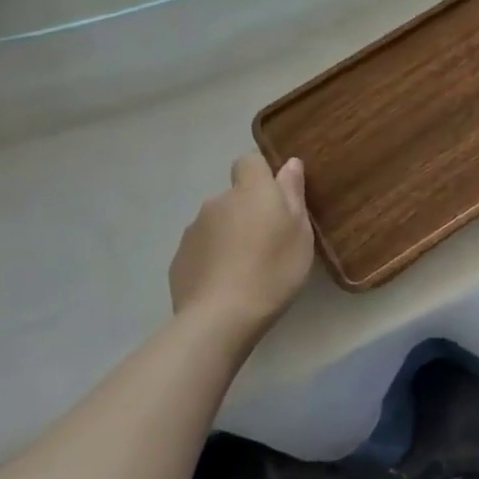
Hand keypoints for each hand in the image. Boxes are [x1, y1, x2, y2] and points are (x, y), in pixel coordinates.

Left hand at [169, 154, 314, 337]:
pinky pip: (202, 248)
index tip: (276, 195)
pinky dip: (213, 257)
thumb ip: (292, 194)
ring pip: (217, 222)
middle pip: (234, 195)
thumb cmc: (273, 270)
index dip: (262, 173)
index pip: (250, 160)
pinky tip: (225, 283)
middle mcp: (217, 202)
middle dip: (248, 210)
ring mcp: (193, 230)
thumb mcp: (299, 232)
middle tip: (268, 240)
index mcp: (250, 191)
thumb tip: (289, 163)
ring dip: (230, 234)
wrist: (220, 318)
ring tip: (246, 266)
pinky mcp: (179, 258)